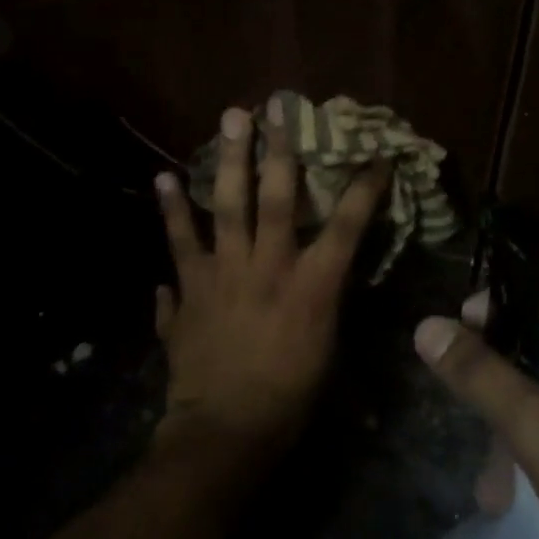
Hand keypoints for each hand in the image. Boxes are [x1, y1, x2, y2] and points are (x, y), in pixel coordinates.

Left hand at [153, 100, 389, 464]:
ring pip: (226, 207)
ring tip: (226, 121)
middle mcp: (269, 267)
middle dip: (278, 150)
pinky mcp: (189, 288)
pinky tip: (162, 179)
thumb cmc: (290, 396)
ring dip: (227, 162)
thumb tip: (327, 270)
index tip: (376, 154)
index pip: (347, 225)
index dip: (364, 187)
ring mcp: (223, 274)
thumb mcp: (327, 346)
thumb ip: (324, 299)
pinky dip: (172, 213)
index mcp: (312, 286)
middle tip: (273, 107)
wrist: (227, 430)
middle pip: (277, 198)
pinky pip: (179, 243)